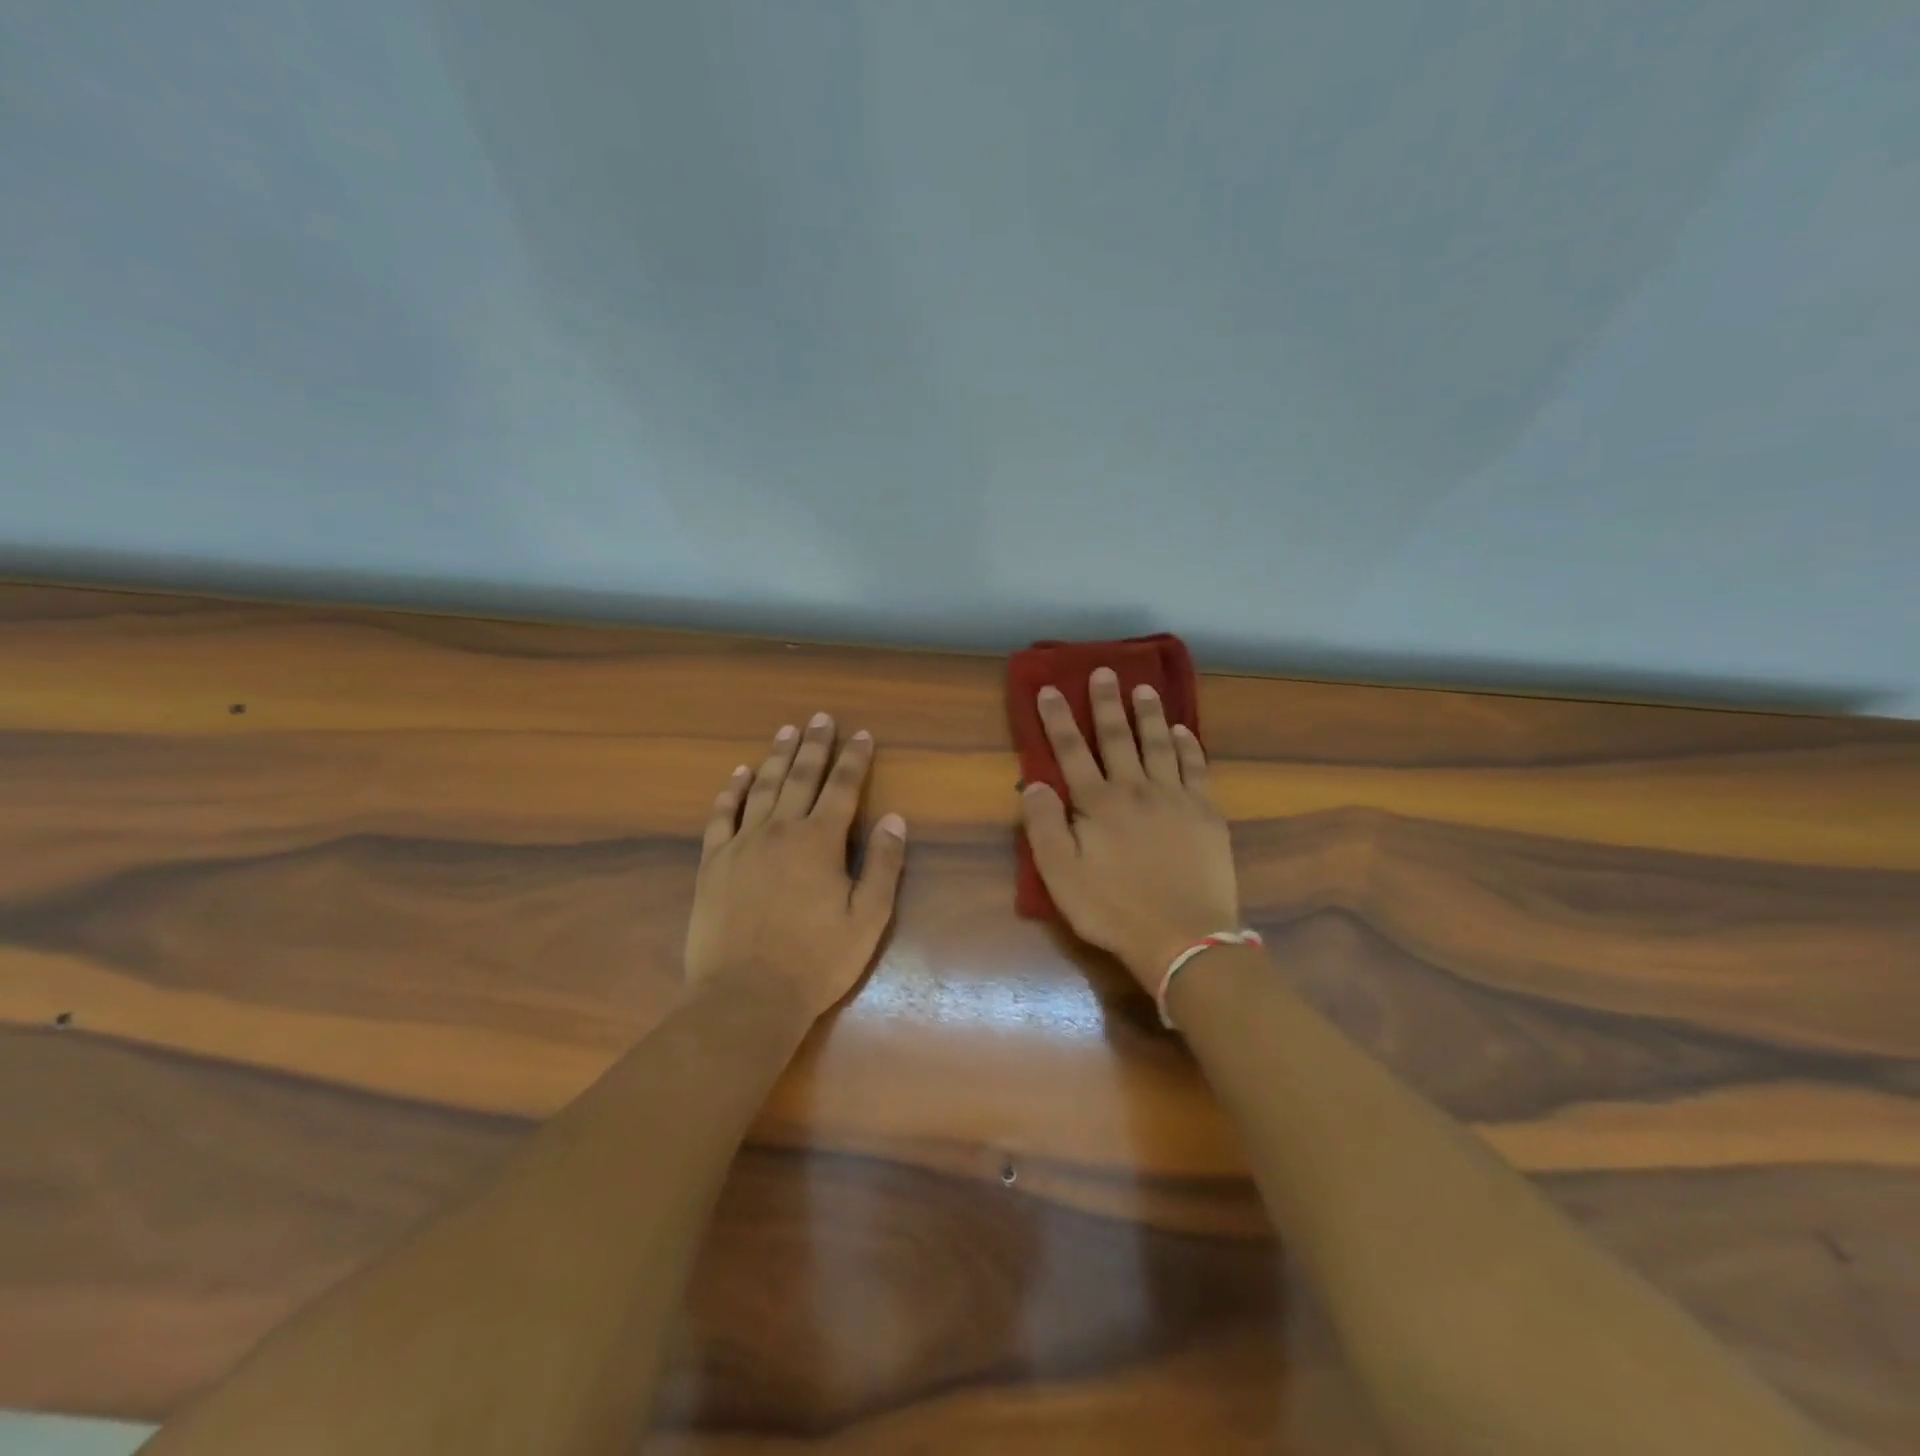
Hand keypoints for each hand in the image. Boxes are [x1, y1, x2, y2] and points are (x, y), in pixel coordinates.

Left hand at [684, 714, 907, 1020]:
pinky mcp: (713, 863)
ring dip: (777, 757)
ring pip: (762, 788)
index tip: (862, 734)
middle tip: (821, 718)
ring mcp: (742, 844)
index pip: (843, 788)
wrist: (746, 996)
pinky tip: (738, 774)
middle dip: (815, 746)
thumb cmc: (816, 961)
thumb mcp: (868, 918)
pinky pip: (721, 816)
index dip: (855, 759)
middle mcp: (781, 831)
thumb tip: (895, 820)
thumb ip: (884, 865)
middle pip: (801, 777)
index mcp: (821, 841)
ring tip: (786, 731)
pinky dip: (731, 792)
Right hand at [1020, 668, 1239, 992]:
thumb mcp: (1061, 876)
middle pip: (1117, 737)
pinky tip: (1183, 730)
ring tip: (1144, 688)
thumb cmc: (1114, 910)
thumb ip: (1044, 826)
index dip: (1057, 719)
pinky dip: (1188, 746)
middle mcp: (1135, 790)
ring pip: (1158, 744)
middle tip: (1103, 671)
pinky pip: (1196, 768)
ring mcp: (1175, 798)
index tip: (1049, 689)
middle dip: (1106, 703)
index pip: (1071, 751)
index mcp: (1097, 804)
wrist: (1185, 938)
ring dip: (1149, 714)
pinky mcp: (1206, 813)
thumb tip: (1033, 783)